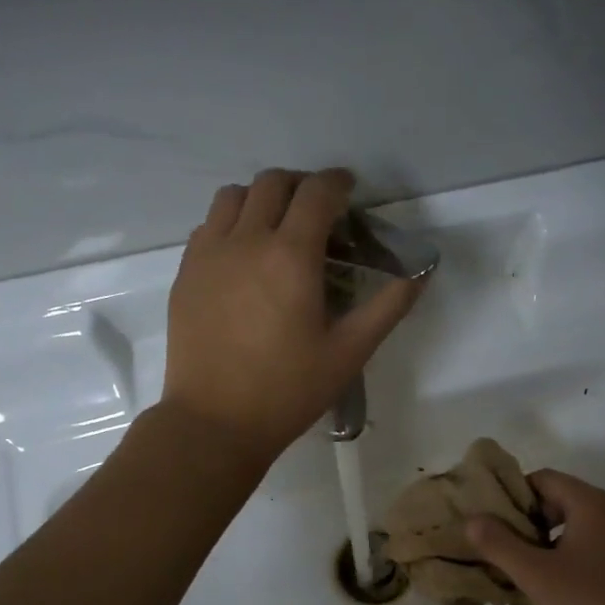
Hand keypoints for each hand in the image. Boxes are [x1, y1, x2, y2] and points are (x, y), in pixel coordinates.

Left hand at [161, 169, 421, 462]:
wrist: (215, 422)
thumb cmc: (288, 391)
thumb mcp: (349, 354)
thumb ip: (386, 308)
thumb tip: (418, 275)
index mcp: (291, 256)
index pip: (317, 193)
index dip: (337, 183)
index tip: (349, 189)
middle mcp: (246, 240)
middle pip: (272, 182)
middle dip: (301, 185)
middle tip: (317, 210)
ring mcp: (208, 254)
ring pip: (233, 196)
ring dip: (261, 198)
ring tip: (276, 226)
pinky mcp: (186, 274)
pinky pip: (208, 226)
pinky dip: (231, 223)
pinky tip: (242, 256)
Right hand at [467, 469, 604, 604]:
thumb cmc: (592, 602)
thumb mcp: (535, 574)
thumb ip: (499, 544)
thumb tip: (472, 520)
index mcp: (591, 503)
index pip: (543, 478)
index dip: (513, 495)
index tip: (491, 522)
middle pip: (560, 501)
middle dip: (528, 522)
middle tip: (503, 549)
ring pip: (578, 527)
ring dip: (549, 543)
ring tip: (526, 572)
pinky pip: (595, 548)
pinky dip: (572, 558)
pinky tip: (560, 589)